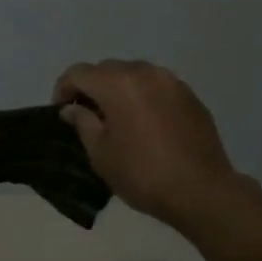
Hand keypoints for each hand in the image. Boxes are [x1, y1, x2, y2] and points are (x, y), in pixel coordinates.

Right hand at [52, 60, 255, 233]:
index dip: (63, 88)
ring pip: (134, 75)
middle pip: (107, 69)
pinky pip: (157, 87)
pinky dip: (143, 97)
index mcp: (118, 84)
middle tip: (86, 115)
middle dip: (91, 87)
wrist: (201, 191)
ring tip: (116, 118)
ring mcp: (172, 82)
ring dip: (118, 90)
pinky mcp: (191, 97)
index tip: (60, 112)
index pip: (79, 72)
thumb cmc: (141, 174)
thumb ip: (83, 123)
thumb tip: (72, 109)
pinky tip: (144, 125)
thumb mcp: (100, 153)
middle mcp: (145, 73)